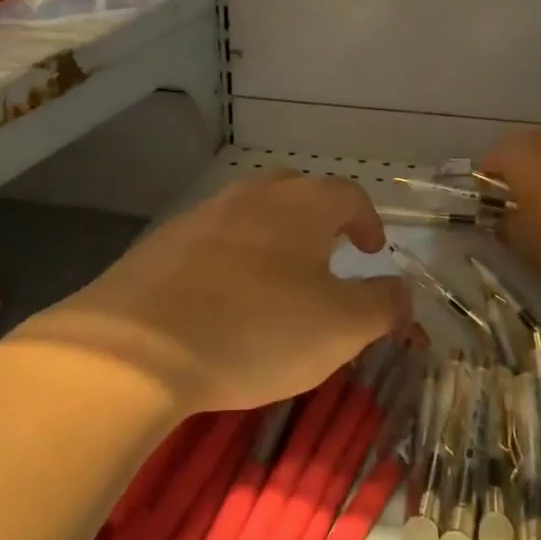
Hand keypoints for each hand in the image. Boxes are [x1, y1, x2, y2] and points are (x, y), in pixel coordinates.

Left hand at [27, 173, 409, 413]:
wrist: (137, 346)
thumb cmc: (257, 329)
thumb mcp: (340, 328)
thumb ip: (382, 306)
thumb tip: (403, 292)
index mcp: (303, 204)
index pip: (349, 195)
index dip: (368, 221)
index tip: (373, 250)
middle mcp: (254, 195)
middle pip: (298, 193)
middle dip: (320, 221)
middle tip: (328, 258)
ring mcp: (204, 214)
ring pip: (252, 214)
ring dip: (274, 238)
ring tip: (277, 281)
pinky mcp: (164, 242)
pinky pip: (213, 240)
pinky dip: (232, 259)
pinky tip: (223, 299)